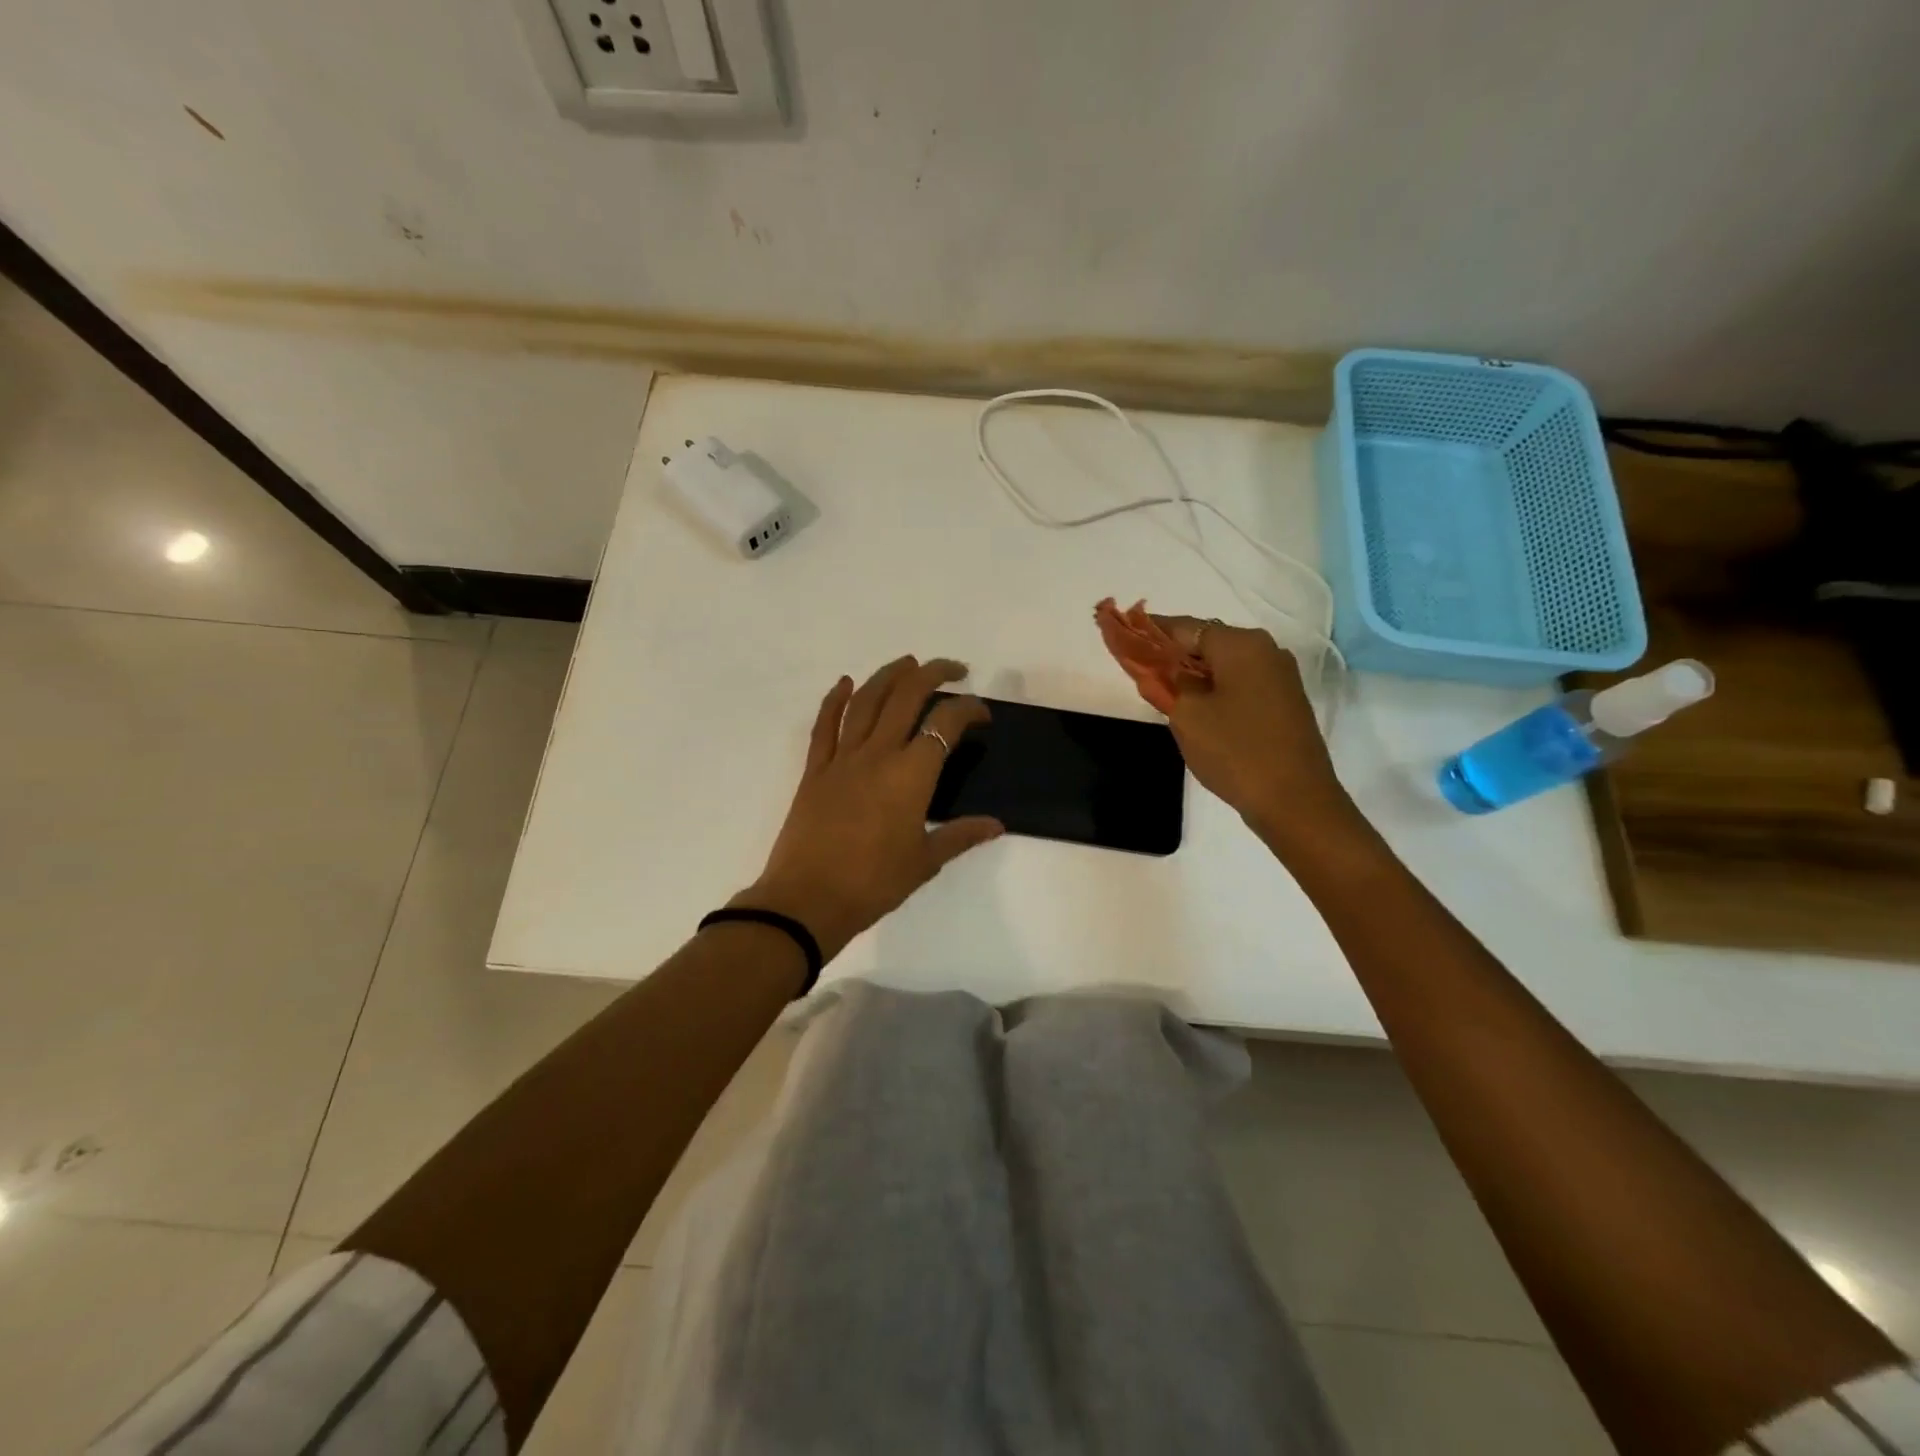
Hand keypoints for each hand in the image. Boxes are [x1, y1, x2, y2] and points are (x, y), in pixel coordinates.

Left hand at [734, 657, 1004, 960]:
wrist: (808, 901)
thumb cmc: (873, 884)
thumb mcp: (925, 862)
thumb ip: (961, 835)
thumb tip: (997, 824)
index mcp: (911, 775)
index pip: (946, 723)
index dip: (969, 710)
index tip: (981, 717)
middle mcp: (878, 754)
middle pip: (906, 696)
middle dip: (932, 673)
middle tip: (953, 669)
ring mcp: (842, 758)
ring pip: (865, 701)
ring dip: (888, 675)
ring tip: (907, 663)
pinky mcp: (814, 770)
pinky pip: (824, 725)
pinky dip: (833, 700)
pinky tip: (844, 683)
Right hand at [1150, 616, 1366, 859]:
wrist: (1295, 801)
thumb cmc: (1235, 750)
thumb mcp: (1187, 715)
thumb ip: (1168, 683)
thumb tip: (1166, 669)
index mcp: (1241, 644)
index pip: (1185, 626)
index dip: (1151, 631)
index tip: (1124, 635)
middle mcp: (1266, 650)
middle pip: (1207, 643)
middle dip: (1174, 655)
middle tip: (1143, 672)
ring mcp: (1280, 677)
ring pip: (1225, 665)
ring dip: (1194, 675)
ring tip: (1166, 694)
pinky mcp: (1285, 702)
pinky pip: (1241, 684)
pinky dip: (1215, 690)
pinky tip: (1198, 710)